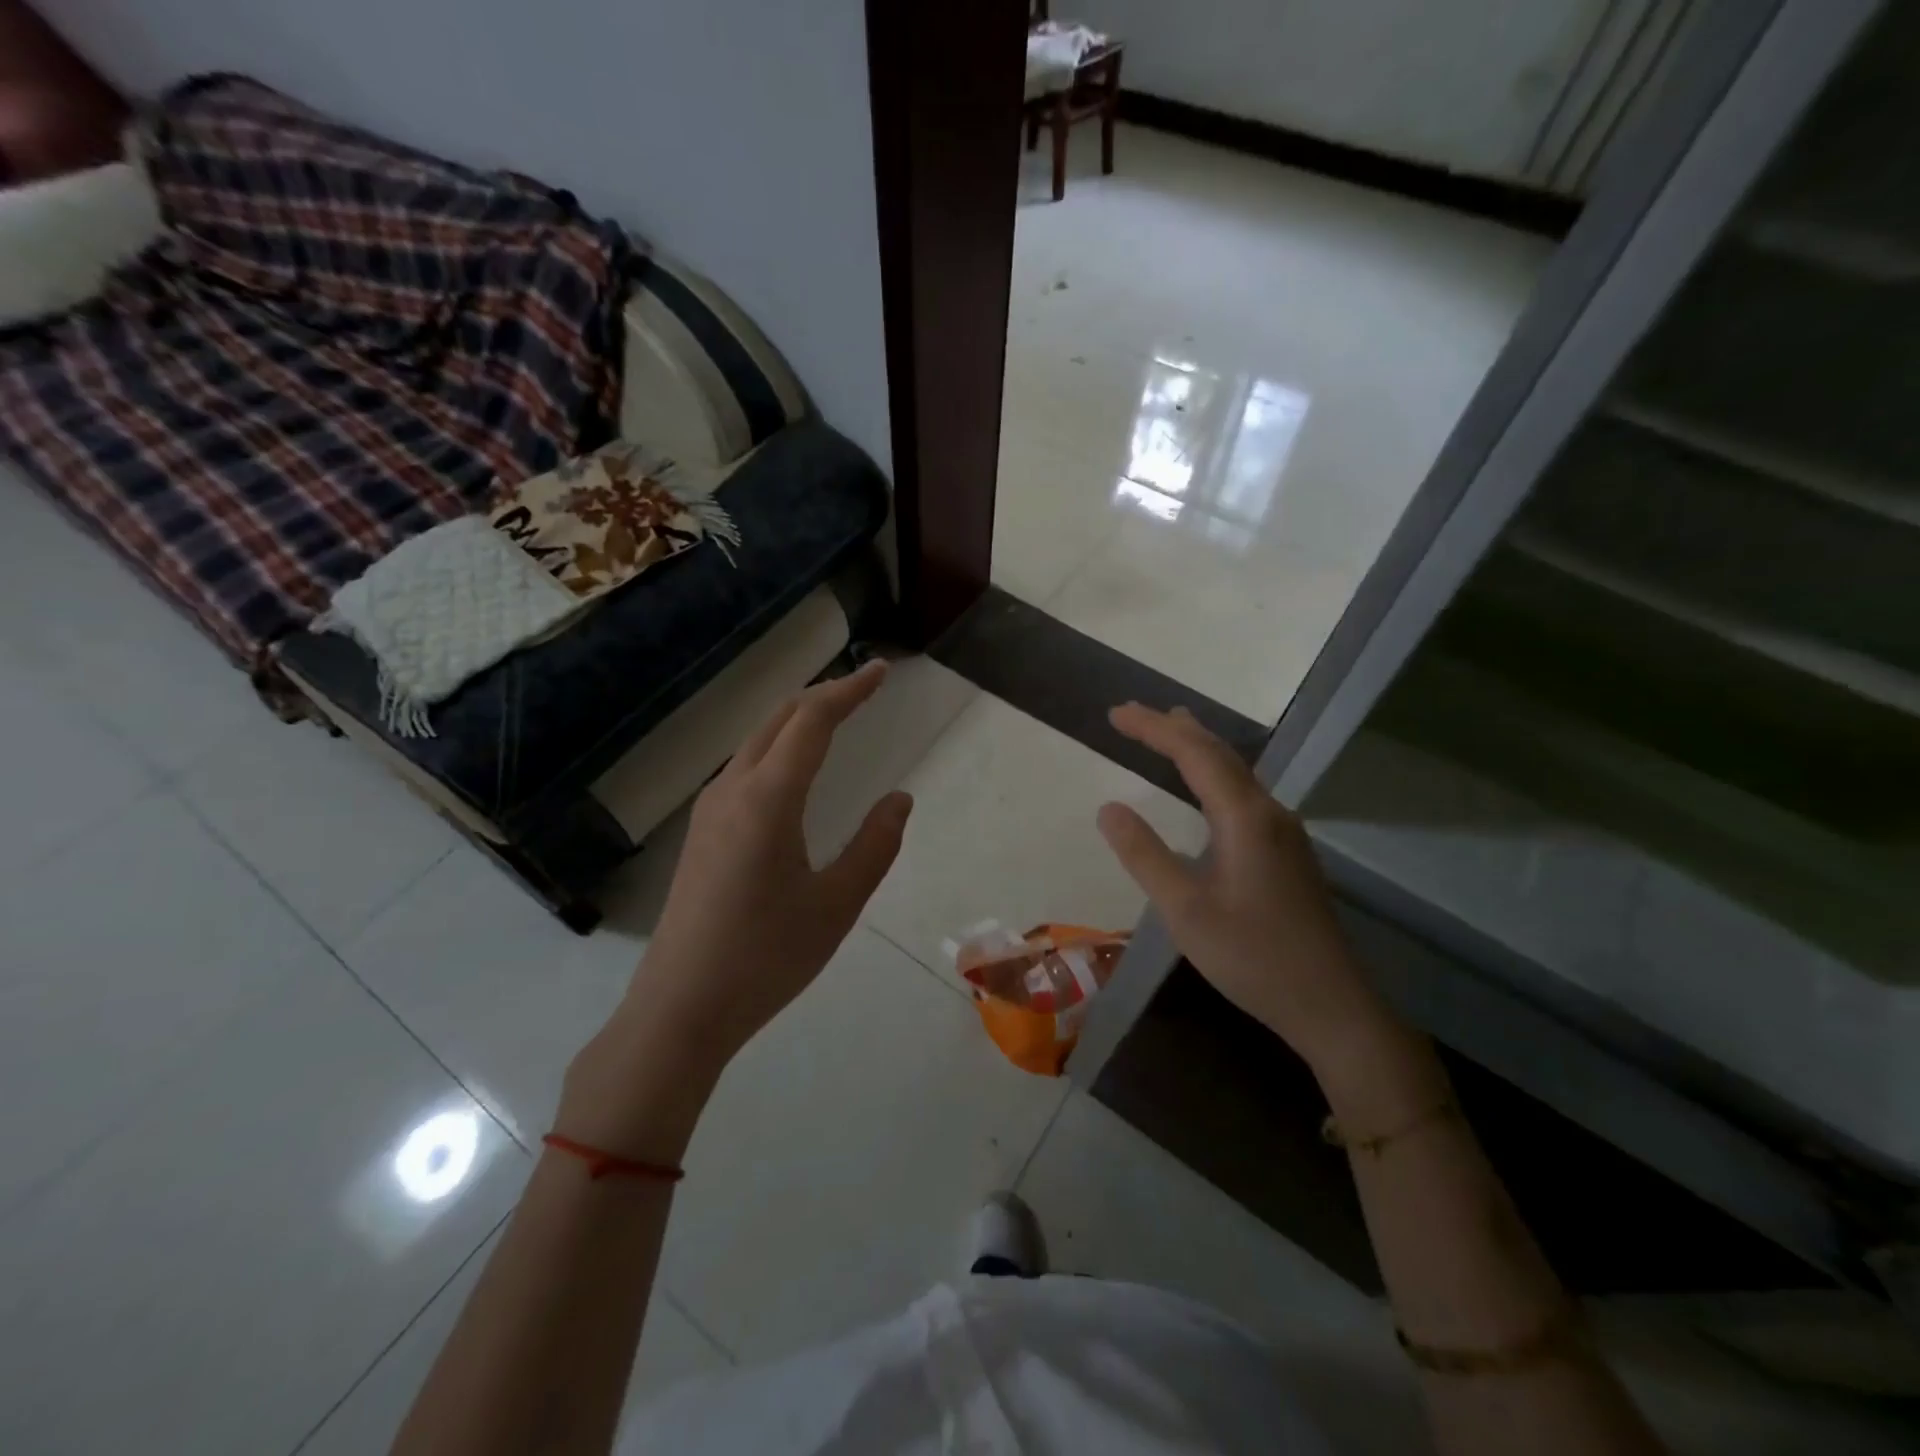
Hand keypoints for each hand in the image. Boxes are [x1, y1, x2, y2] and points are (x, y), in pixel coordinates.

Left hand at [558, 661, 911, 1154]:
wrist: (680, 1008)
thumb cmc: (766, 957)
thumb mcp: (837, 905)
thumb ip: (875, 845)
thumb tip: (899, 799)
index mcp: (768, 799)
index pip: (813, 721)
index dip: (849, 690)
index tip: (882, 672)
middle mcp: (732, 790)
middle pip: (779, 719)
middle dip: (823, 695)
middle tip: (864, 688)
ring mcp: (709, 811)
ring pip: (756, 742)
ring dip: (797, 720)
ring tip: (835, 719)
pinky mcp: (702, 833)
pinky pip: (744, 769)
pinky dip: (778, 749)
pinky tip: (792, 771)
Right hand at [1096, 704, 1397, 1073]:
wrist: (1331, 1004)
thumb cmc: (1252, 957)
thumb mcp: (1184, 910)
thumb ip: (1144, 855)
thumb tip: (1108, 808)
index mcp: (1245, 818)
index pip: (1194, 754)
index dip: (1153, 729)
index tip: (1115, 713)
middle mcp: (1270, 812)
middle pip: (1220, 753)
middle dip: (1174, 729)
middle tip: (1133, 715)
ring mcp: (1285, 832)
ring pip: (1237, 772)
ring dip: (1198, 747)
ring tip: (1170, 731)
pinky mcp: (1288, 852)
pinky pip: (1245, 793)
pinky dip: (1214, 773)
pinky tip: (1207, 788)